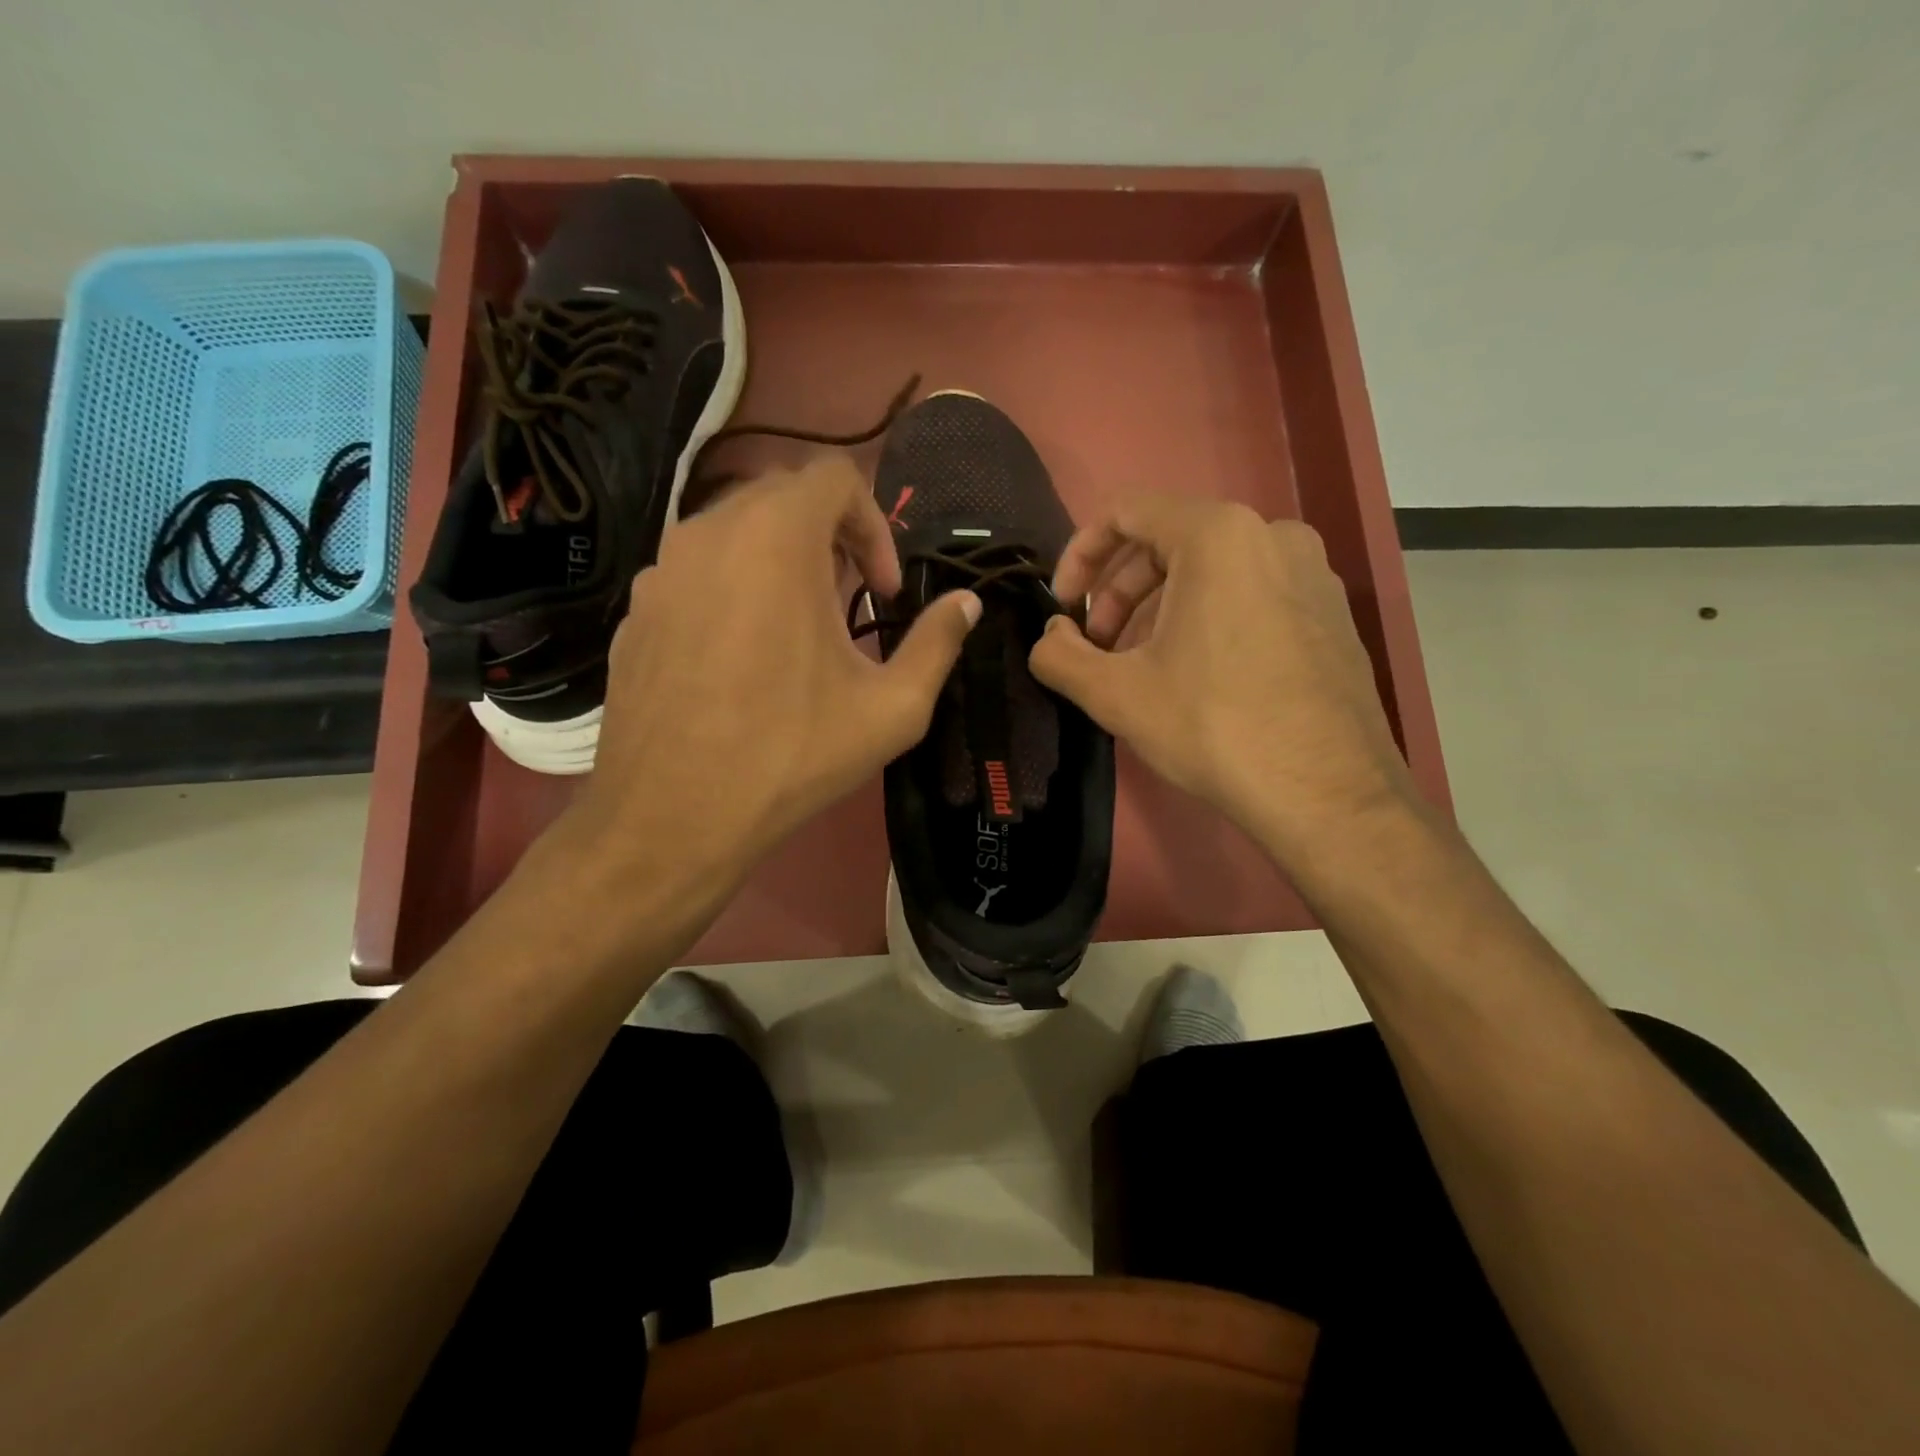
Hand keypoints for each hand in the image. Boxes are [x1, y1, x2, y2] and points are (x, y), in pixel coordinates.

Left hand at [557, 455, 978, 901]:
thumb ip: (937, 643)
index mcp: (775, 539)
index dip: (873, 524)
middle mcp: (709, 534)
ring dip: (780, 561)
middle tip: (850, 601)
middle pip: (782, 497)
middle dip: (830, 538)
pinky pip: (696, 572)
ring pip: (734, 532)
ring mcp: (661, 570)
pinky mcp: (636, 610)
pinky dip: (733, 588)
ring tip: (799, 629)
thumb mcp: (891, 708)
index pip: (833, 477)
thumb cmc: (791, 755)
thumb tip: (967, 604)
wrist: (671, 817)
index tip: (881, 590)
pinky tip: (743, 657)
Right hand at [1029, 494, 1415, 858]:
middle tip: (1099, 647)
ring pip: (1211, 571)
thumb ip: (1059, 655)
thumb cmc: (1214, 727)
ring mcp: (1312, 574)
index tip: (1064, 606)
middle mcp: (1274, 536)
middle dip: (1119, 592)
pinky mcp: (1332, 613)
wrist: (1329, 795)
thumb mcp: (1115, 694)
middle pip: (1169, 540)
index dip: (1080, 555)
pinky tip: (1196, 677)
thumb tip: (1050, 637)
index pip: (1126, 512)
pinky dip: (1207, 619)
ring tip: (1141, 667)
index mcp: (1219, 535)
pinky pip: (1251, 594)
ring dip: (1159, 609)